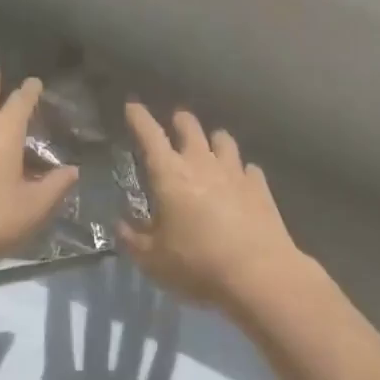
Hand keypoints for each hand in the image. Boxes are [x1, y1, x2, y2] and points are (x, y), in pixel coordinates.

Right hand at [117, 104, 305, 311]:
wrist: (258, 274)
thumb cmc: (198, 264)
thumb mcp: (153, 261)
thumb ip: (132, 239)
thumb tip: (119, 223)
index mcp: (170, 174)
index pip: (150, 134)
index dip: (139, 117)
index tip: (132, 105)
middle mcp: (201, 162)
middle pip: (190, 125)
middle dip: (179, 121)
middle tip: (174, 127)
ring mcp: (234, 170)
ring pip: (223, 138)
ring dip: (213, 141)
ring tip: (210, 151)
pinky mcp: (259, 185)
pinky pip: (248, 167)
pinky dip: (240, 171)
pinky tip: (239, 183)